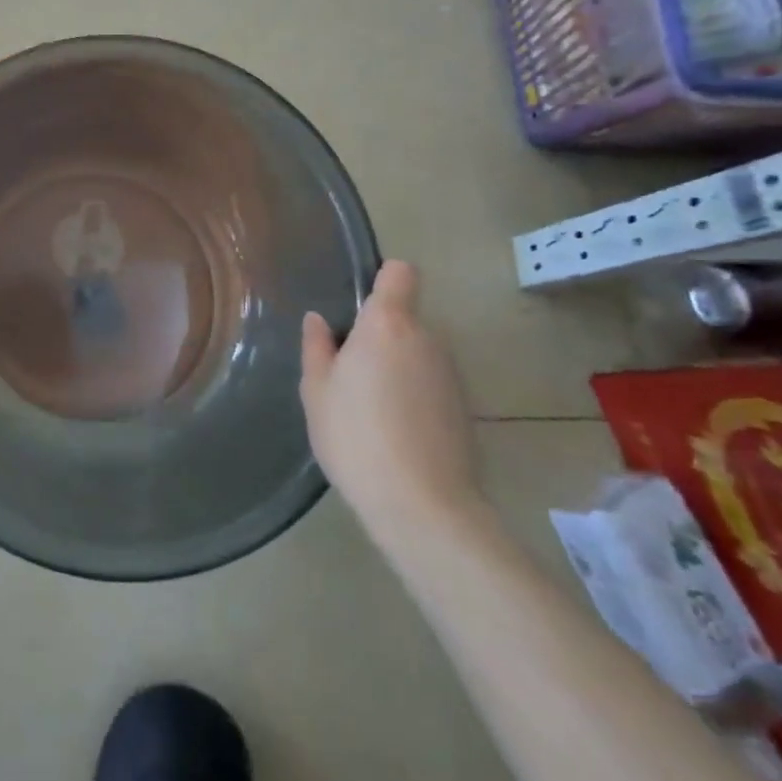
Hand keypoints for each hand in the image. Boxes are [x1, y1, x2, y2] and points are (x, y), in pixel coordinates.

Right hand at [300, 261, 478, 537]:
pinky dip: (413, 394)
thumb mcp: (317, 391)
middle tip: (348, 371)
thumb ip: (317, 348)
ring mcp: (450, 374)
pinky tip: (393, 430)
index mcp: (387, 326)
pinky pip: (430, 383)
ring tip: (368, 407)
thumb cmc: (356, 436)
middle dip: (378, 335)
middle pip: (404, 318)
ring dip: (396, 366)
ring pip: (416, 353)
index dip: (382, 279)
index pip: (400, 273)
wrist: (423, 506)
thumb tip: (319, 320)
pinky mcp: (464, 408)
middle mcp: (426, 339)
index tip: (359, 304)